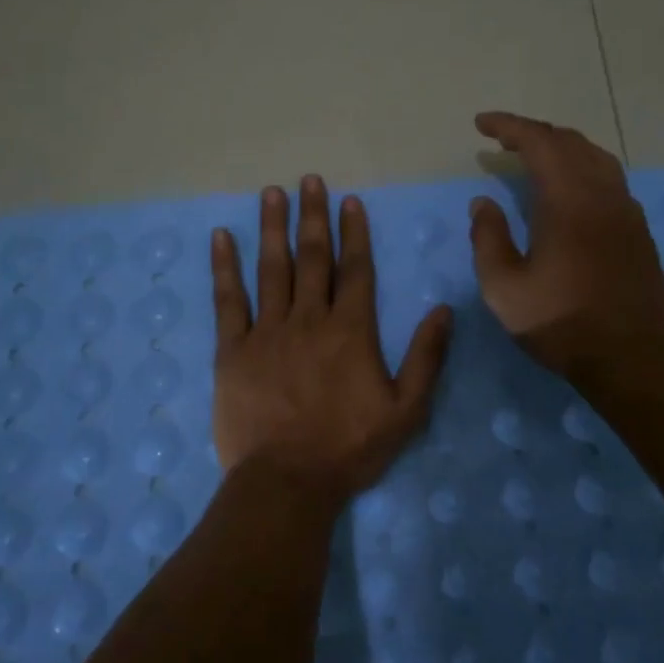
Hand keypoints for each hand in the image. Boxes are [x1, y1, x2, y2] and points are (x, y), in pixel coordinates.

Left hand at [211, 176, 451, 504]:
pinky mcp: (232, 350)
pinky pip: (227, 300)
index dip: (353, 233)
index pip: (355, 270)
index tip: (349, 201)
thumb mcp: (407, 410)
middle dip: (312, 216)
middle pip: (312, 258)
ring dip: (272, 228)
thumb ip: (427, 357)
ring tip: (271, 193)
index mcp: (351, 331)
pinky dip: (224, 267)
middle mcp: (309, 319)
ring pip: (271, 269)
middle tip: (309, 181)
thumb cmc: (349, 448)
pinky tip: (220, 238)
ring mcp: (266, 331)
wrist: (287, 481)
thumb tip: (443, 309)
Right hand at [468, 112, 663, 385]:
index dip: (508, 127)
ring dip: (561, 148)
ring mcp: (626, 210)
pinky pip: (609, 178)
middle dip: (533, 133)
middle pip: (569, 142)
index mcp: (568, 200)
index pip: (538, 143)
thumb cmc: (561, 323)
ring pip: (595, 157)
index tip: (481, 124)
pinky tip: (569, 189)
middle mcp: (602, 194)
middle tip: (502, 141)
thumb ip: (488, 239)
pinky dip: (582, 168)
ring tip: (534, 157)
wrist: (633, 357)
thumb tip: (483, 202)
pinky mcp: (637, 230)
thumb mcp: (504, 288)